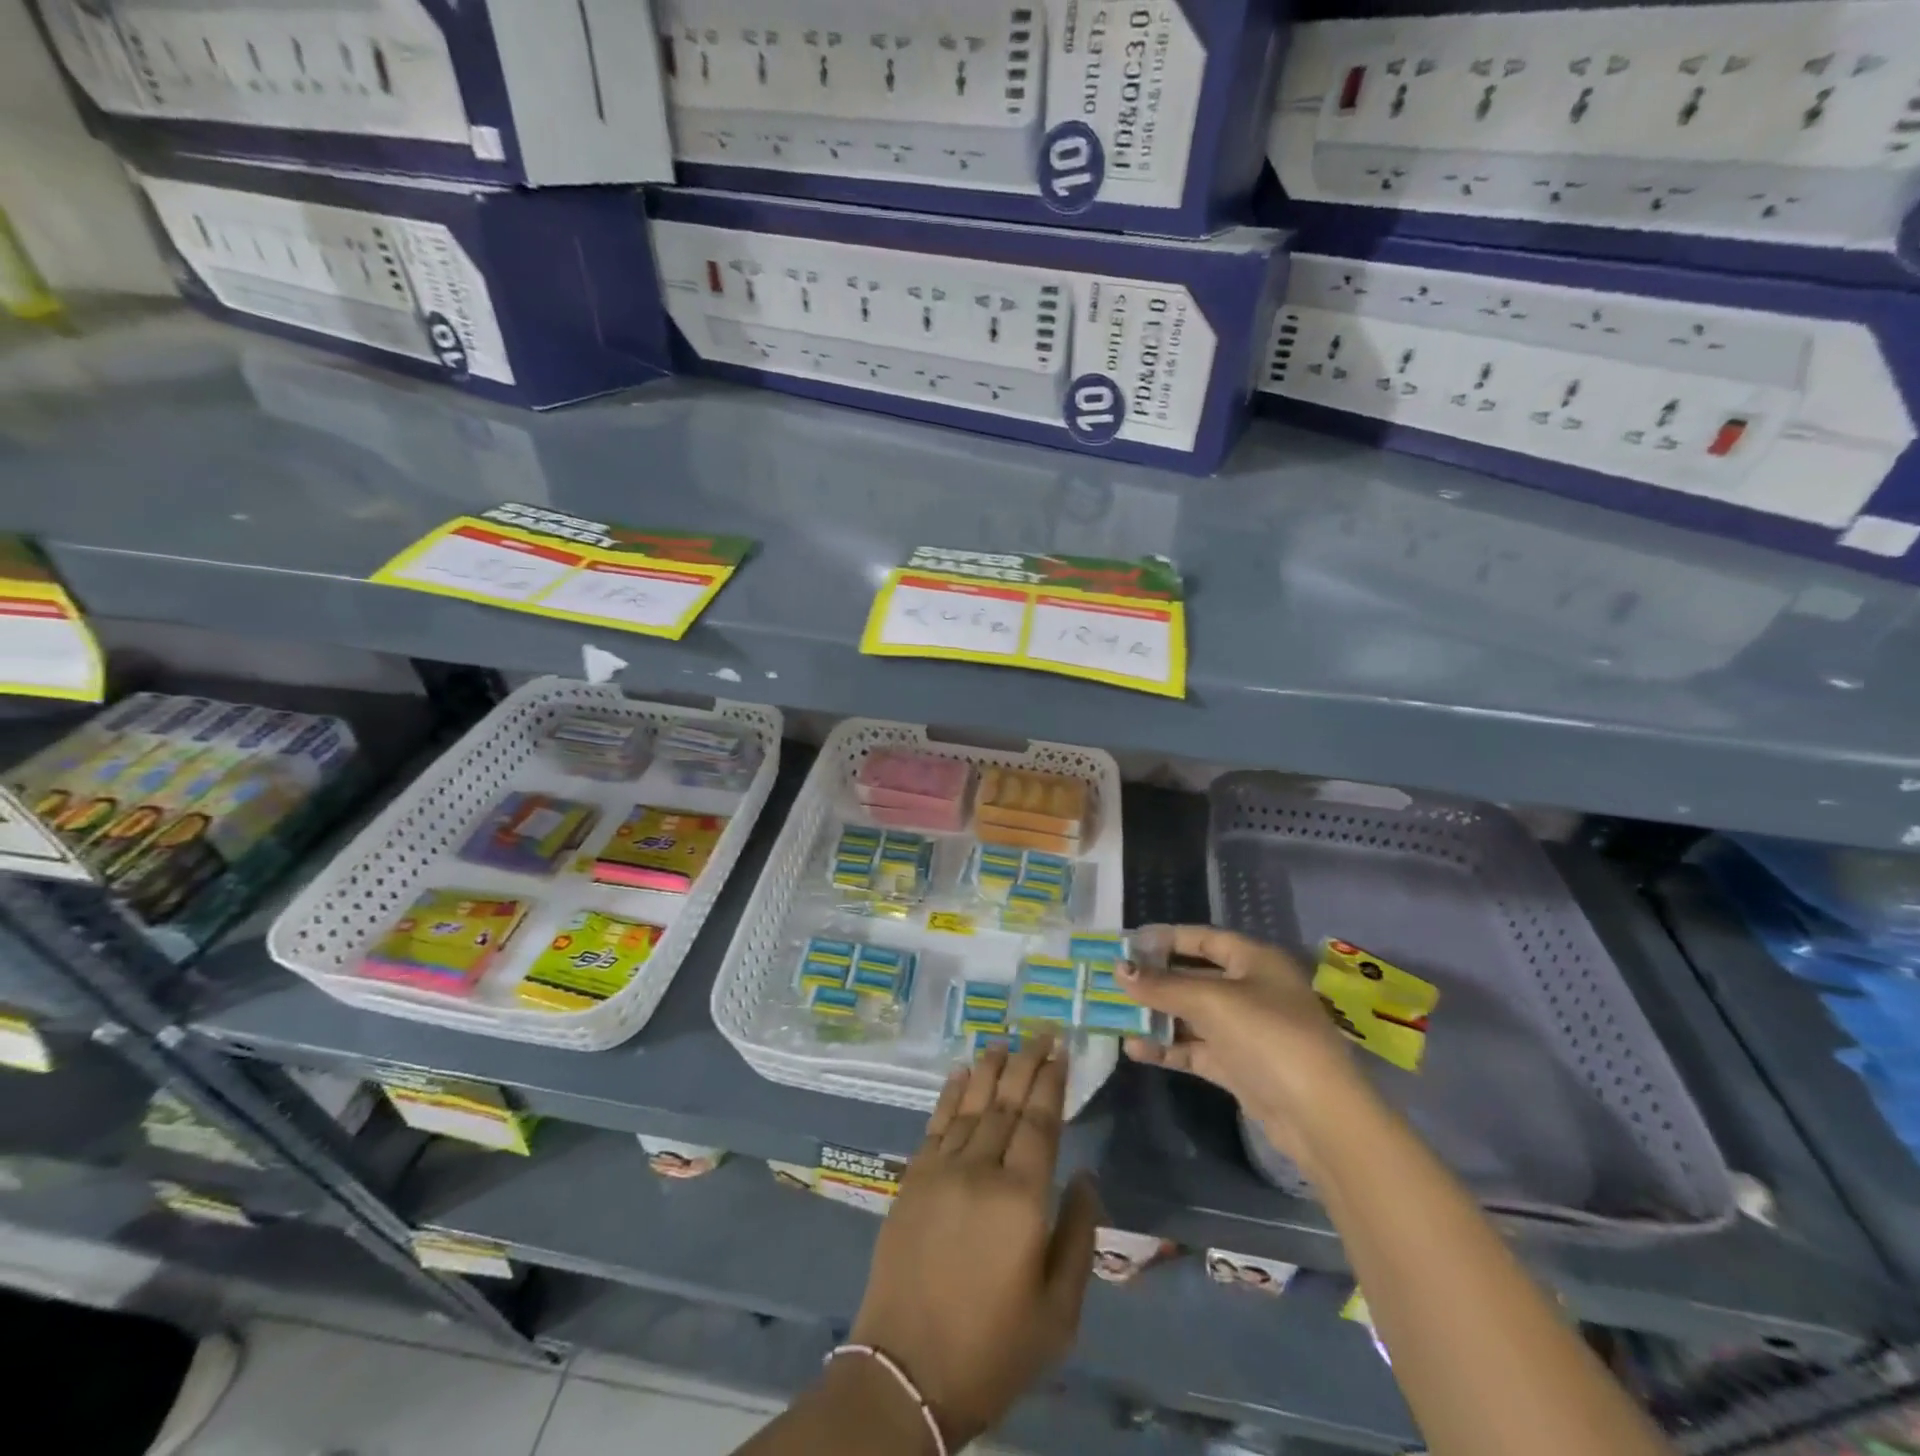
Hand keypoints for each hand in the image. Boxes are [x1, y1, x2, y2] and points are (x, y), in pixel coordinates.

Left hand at [850, 1036, 1100, 1449]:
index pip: (1041, 1122)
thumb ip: (1077, 1237)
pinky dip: (950, 1094)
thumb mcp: (1058, 1312)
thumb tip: (1087, 1177)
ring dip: (989, 1070)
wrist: (907, 1372)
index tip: (1061, 1051)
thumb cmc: (994, 1348)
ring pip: (971, 1105)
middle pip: (1007, 1103)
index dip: (1051, 1082)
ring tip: (1004, 1042)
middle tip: (1042, 1032)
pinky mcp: (912, 1180)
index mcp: (1021, 1199)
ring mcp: (940, 1170)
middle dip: (1027, 1063)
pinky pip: (935, 1123)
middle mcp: (980, 1170)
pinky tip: (960, 1073)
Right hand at [1120, 926, 1364, 1169]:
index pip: (1204, 939)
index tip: (1128, 943)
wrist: (1318, 1115)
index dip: (1167, 938)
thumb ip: (1162, 985)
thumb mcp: (1210, 1001)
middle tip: (1113, 979)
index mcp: (1255, 961)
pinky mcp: (1239, 1067)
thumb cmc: (1268, 1035)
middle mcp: (1251, 990)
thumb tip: (1119, 970)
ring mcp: (1245, 1031)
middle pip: (1194, 977)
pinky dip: (1168, 1047)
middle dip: (1155, 980)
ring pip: (1192, 1015)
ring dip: (1156, 1015)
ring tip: (1114, 1014)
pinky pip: (1195, 1049)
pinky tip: (1135, 1048)